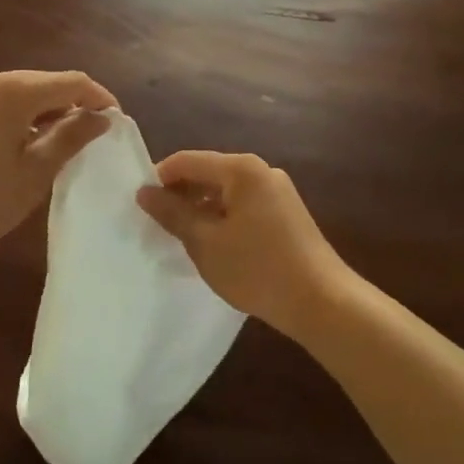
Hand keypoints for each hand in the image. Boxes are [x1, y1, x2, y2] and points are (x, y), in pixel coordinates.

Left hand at [0, 70, 116, 257]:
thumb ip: (71, 138)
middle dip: (74, 104)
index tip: (117, 124)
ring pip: (25, 91)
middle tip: (94, 138)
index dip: (99, 98)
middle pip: (47, 82)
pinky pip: (4, 100)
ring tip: (66, 144)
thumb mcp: (34, 173)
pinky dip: (25, 115)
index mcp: (13, 91)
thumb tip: (102, 119)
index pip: (72, 81)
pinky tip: (31, 143)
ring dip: (49, 111)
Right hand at [136, 151, 352, 335]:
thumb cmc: (258, 269)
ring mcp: (277, 191)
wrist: (322, 302)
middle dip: (181, 196)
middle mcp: (261, 170)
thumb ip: (173, 213)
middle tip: (159, 227)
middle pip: (207, 173)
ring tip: (184, 240)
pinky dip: (223, 218)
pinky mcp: (286, 212)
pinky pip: (243, 205)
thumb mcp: (205, 242)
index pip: (186, 161)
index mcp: (241, 169)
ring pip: (225, 191)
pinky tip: (216, 246)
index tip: (141, 208)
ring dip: (201, 210)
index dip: (159, 180)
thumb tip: (144, 192)